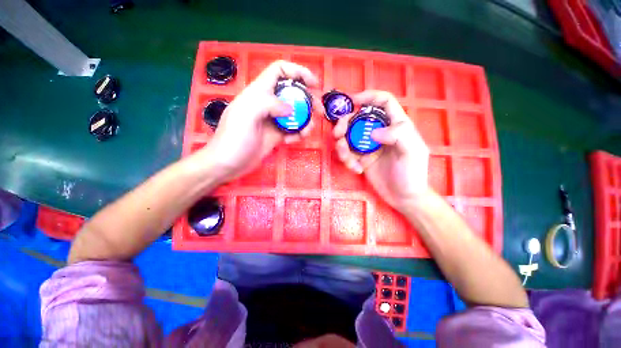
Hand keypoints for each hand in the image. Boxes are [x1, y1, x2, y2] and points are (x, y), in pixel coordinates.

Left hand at [191, 60, 318, 183]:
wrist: (228, 164)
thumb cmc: (234, 139)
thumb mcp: (247, 115)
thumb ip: (268, 104)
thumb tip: (290, 109)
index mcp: (259, 92)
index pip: (279, 71)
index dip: (298, 72)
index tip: (314, 84)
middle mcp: (267, 103)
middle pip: (293, 93)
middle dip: (308, 100)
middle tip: (320, 112)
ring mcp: (273, 120)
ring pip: (295, 113)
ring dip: (305, 121)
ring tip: (306, 132)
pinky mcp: (276, 135)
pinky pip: (292, 129)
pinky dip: (297, 134)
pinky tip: (291, 141)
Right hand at [333, 90, 429, 210]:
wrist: (403, 197)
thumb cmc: (412, 174)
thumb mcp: (412, 152)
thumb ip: (398, 135)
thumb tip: (372, 132)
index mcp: (396, 125)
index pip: (383, 102)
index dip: (369, 96)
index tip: (352, 101)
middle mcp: (380, 132)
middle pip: (358, 118)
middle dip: (344, 124)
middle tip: (337, 134)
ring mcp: (369, 146)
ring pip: (348, 137)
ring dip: (342, 146)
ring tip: (347, 159)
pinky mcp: (361, 158)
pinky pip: (348, 153)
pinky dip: (347, 160)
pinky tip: (356, 169)